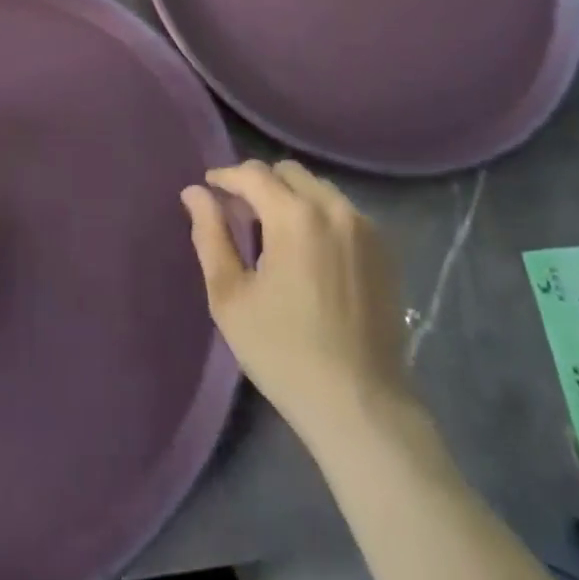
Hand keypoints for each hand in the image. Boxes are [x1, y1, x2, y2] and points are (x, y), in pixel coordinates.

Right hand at [181, 159, 406, 441]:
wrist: (361, 407)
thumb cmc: (284, 353)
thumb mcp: (230, 297)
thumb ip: (210, 235)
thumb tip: (194, 192)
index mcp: (294, 215)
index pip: (253, 173)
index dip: (226, 176)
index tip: (209, 188)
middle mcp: (333, 207)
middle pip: (288, 172)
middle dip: (259, 182)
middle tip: (240, 213)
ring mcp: (364, 227)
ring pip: (317, 188)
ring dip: (291, 196)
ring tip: (274, 232)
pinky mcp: (384, 249)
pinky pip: (342, 211)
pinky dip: (319, 214)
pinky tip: (309, 250)